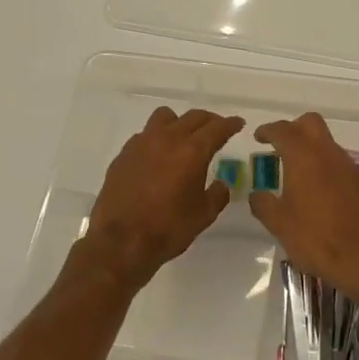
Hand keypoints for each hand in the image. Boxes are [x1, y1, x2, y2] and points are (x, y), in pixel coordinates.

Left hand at [83, 107, 245, 285]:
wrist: (120, 242)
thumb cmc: (168, 228)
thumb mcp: (204, 215)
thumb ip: (218, 194)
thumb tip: (221, 184)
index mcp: (192, 151)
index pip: (217, 128)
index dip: (230, 124)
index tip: (238, 123)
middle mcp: (167, 139)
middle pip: (193, 117)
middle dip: (209, 121)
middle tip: (216, 129)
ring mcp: (142, 144)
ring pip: (165, 117)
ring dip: (180, 122)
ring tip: (183, 137)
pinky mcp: (123, 155)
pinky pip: (144, 135)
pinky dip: (157, 138)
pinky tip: (157, 156)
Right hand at [249, 112, 358, 296]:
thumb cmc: (315, 238)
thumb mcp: (279, 224)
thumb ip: (263, 204)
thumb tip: (257, 195)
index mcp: (303, 157)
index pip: (283, 130)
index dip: (268, 131)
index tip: (258, 137)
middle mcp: (327, 153)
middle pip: (310, 123)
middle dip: (293, 129)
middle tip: (279, 147)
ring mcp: (348, 166)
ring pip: (326, 141)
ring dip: (310, 147)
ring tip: (295, 171)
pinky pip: (338, 161)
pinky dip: (324, 164)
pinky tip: (317, 188)